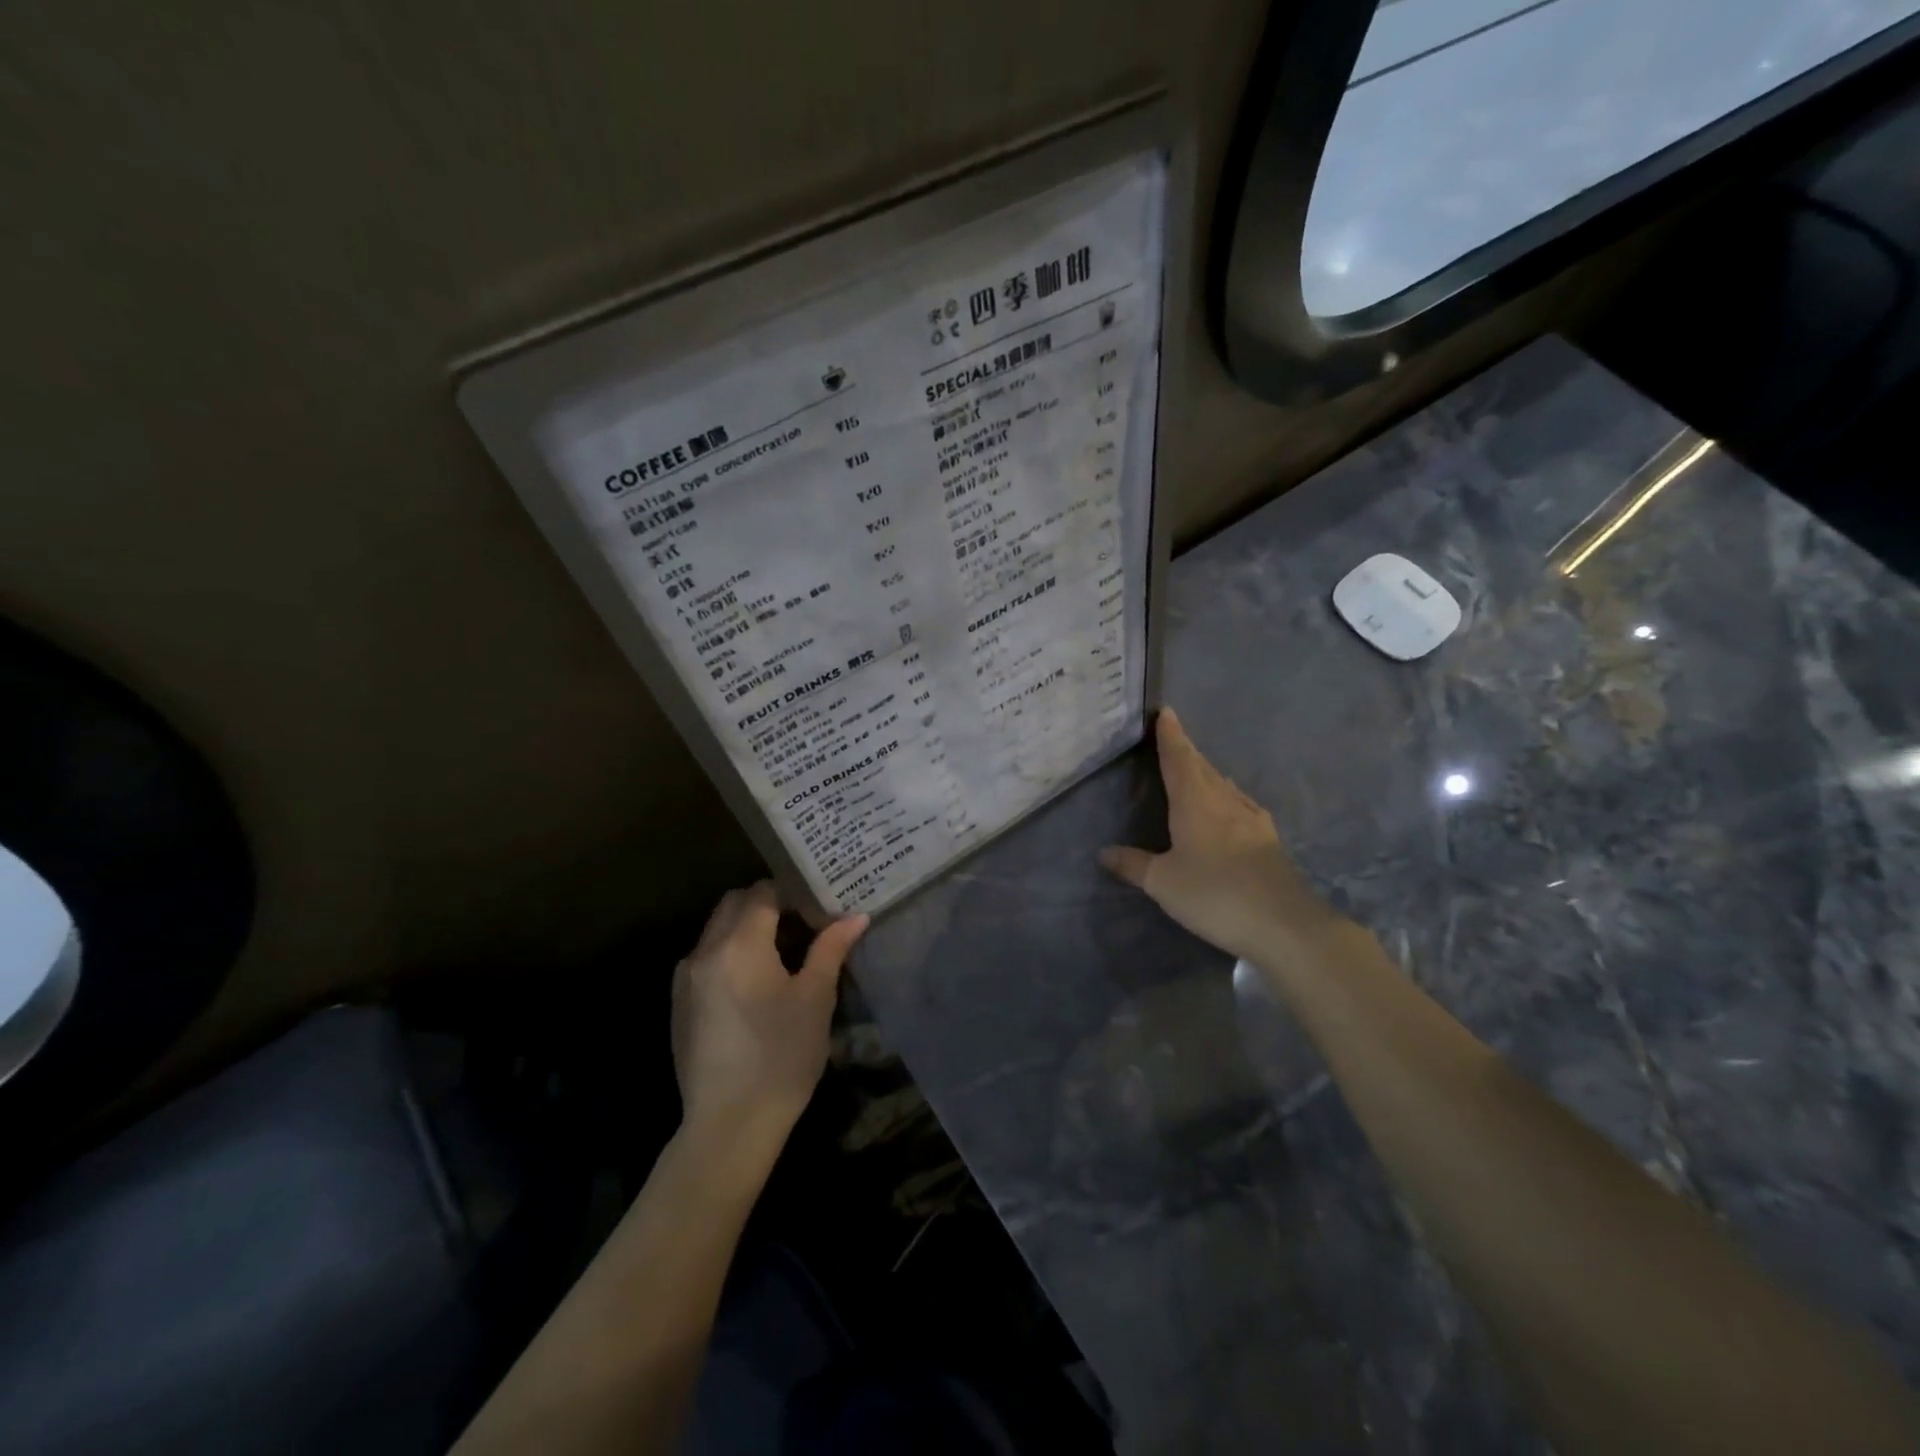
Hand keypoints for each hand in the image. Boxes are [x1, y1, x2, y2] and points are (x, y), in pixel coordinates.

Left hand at [671, 882, 867, 1166]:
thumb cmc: (782, 1056)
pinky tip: (754, 985)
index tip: (818, 906)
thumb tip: (855, 916)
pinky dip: (730, 953)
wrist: (729, 1125)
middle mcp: (705, 950)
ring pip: (717, 929)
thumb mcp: (815, 998)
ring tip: (782, 953)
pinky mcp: (679, 1003)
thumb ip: (831, 948)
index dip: (793, 892)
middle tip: (803, 923)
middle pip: (735, 903)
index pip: (764, 892)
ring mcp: (686, 978)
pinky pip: (706, 958)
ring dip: (746, 927)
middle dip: (767, 904)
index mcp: (740, 943)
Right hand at [1100, 709, 1346, 964]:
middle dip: (1186, 751)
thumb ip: (1133, 865)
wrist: (1284, 924)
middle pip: (1203, 767)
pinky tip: (1230, 808)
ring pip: (1224, 785)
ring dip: (1207, 773)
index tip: (1166, 712)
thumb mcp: (1163, 883)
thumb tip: (1104, 852)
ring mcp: (1252, 820)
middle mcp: (1225, 802)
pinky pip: (1240, 805)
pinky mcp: (1269, 840)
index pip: (1179, 759)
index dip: (1170, 736)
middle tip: (1173, 738)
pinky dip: (1226, 797)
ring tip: (1196, 770)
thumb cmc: (1215, 894)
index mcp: (1195, 802)